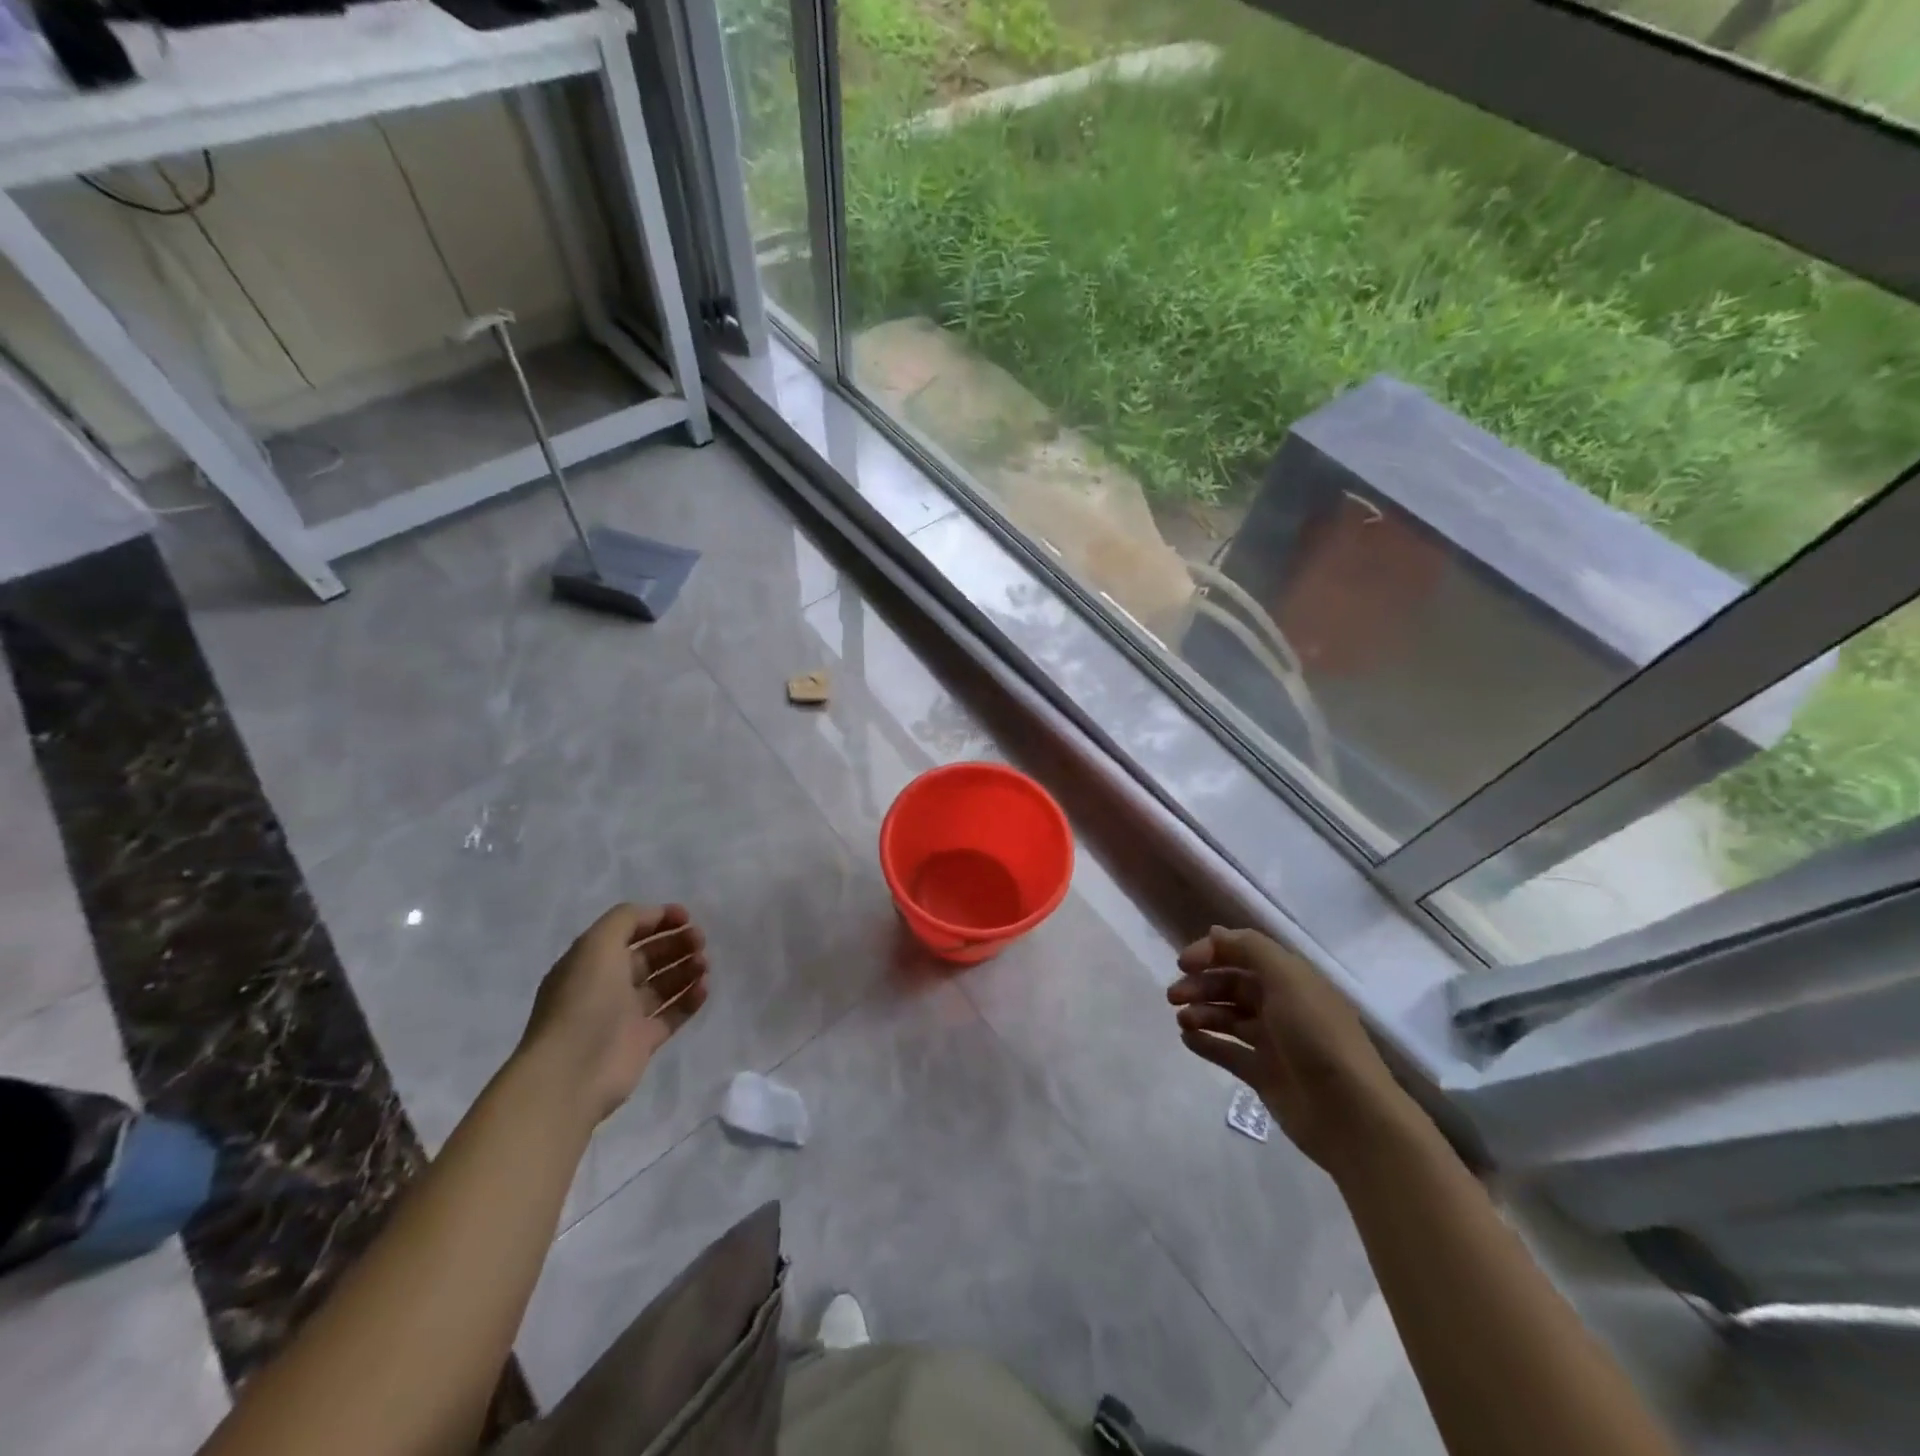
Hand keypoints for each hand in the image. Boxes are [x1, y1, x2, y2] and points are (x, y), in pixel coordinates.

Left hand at [518, 903, 709, 1123]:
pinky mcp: (642, 1042)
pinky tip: (704, 987)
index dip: (657, 920)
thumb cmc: (584, 1001)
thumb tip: (655, 915)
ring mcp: (625, 1015)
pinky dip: (690, 999)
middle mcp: (607, 986)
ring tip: (705, 964)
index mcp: (591, 962)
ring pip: (663, 984)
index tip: (686, 916)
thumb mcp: (597, 945)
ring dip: (686, 969)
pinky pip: (672, 1014)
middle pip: (649, 957)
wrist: (572, 1072)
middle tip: (700, 940)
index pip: (628, 933)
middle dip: (675, 944)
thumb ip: (626, 920)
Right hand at [1168, 926, 1413, 1175]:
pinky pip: (1228, 1052)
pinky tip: (1187, 1039)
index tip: (1183, 963)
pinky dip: (1206, 1043)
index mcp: (1291, 979)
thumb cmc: (1318, 1036)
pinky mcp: (1264, 1075)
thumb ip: (1250, 949)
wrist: (1350, 1114)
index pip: (1244, 954)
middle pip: (1232, 985)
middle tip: (1173, 996)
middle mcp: (1282, 1006)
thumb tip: (1215, 932)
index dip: (1212, 952)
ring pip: (1227, 1017)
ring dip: (1201, 1012)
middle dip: (1201, 985)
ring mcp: (1273, 1042)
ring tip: (1181, 1020)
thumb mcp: (1288, 979)